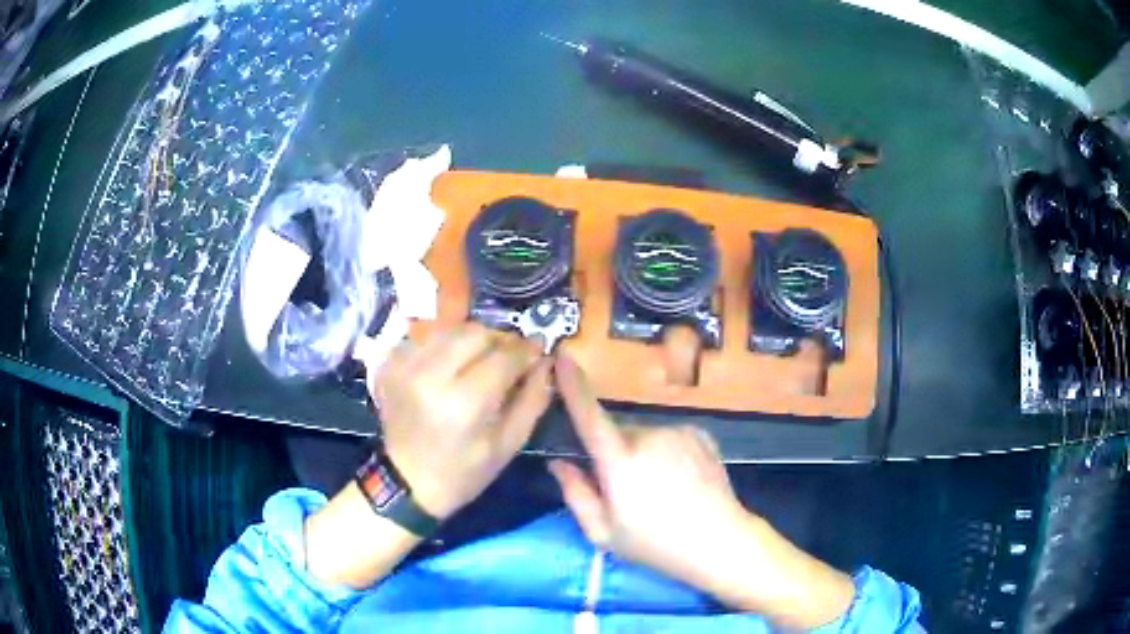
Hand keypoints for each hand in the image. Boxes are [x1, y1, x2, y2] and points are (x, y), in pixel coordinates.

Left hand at [372, 323, 551, 518]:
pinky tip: (450, 367)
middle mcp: (430, 375)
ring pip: (450, 329)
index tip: (539, 348)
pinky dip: (444, 346)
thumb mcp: (508, 445)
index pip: (505, 356)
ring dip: (471, 340)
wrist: (404, 482)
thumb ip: (532, 399)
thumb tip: (546, 361)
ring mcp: (404, 365)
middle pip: (476, 333)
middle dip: (499, 341)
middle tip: (508, 357)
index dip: (527, 349)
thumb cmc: (462, 472)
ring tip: (479, 361)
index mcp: (463, 403)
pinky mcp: (389, 363)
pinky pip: (426, 338)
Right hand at [547, 353, 749, 589]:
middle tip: (626, 493)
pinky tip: (679, 481)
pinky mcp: (700, 433)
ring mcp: (679, 432)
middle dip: (613, 455)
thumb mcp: (603, 533)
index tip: (561, 355)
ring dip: (641, 455)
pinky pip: (669, 437)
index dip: (572, 385)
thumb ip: (576, 494)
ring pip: (644, 436)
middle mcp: (649, 436)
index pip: (589, 416)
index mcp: (620, 462)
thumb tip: (558, 463)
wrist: (720, 541)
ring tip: (659, 491)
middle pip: (617, 434)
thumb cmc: (655, 544)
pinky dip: (665, 452)